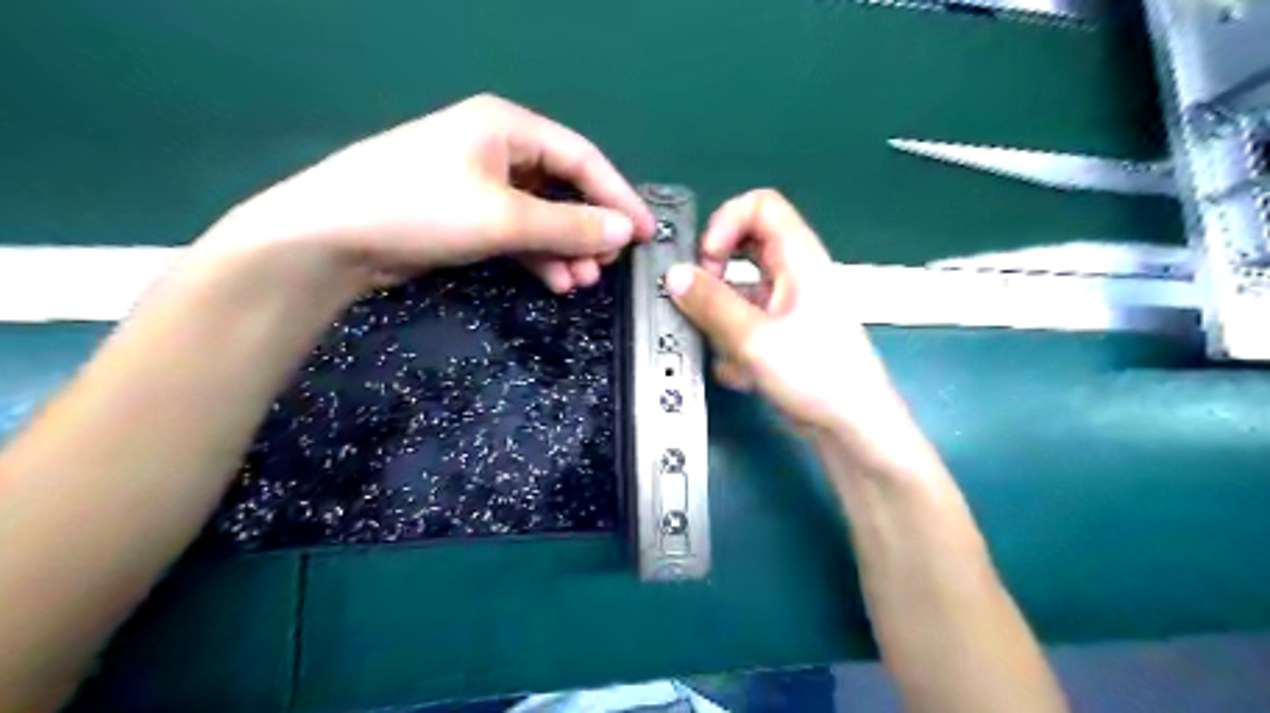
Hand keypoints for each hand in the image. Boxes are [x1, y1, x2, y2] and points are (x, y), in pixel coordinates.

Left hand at [200, 94, 652, 294]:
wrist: (333, 238)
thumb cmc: (422, 208)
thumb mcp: (504, 217)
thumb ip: (570, 225)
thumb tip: (625, 232)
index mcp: (509, 127)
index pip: (582, 159)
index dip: (618, 196)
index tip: (645, 233)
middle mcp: (500, 149)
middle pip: (564, 188)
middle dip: (589, 229)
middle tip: (608, 265)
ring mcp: (482, 184)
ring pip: (543, 215)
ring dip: (566, 248)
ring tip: (582, 282)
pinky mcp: (468, 215)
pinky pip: (519, 232)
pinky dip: (539, 256)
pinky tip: (556, 281)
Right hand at [667, 190, 913, 448]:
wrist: (852, 427)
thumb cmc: (815, 374)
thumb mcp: (754, 337)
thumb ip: (710, 303)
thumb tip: (674, 275)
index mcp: (798, 257)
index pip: (759, 205)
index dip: (726, 222)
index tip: (707, 260)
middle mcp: (794, 274)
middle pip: (745, 247)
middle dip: (716, 274)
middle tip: (702, 299)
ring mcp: (788, 305)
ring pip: (740, 291)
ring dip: (723, 320)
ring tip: (726, 351)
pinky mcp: (782, 334)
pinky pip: (746, 324)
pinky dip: (736, 346)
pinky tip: (742, 375)